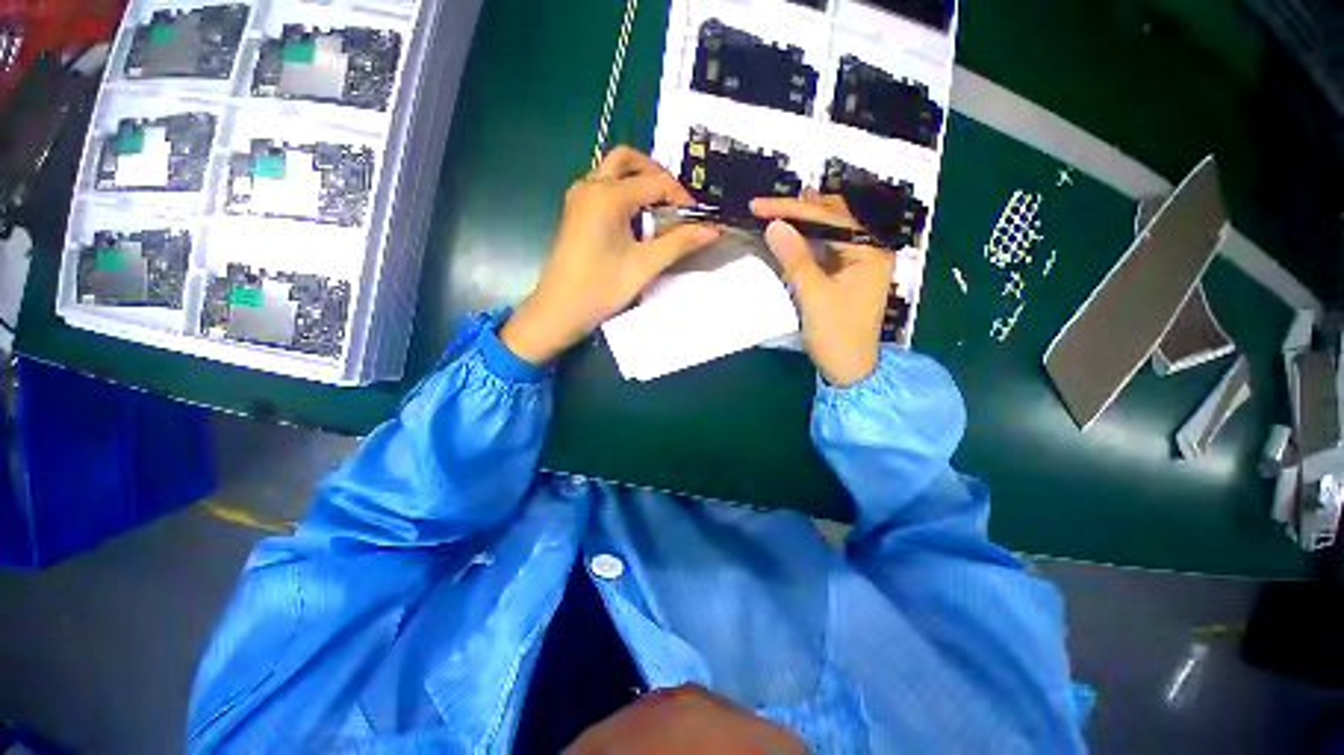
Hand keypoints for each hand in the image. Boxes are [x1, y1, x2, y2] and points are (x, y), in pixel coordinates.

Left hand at [501, 147, 719, 364]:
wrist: (559, 311)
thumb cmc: (601, 289)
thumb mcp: (644, 266)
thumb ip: (679, 243)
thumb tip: (712, 230)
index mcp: (607, 195)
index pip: (654, 182)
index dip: (680, 197)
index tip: (696, 218)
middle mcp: (590, 186)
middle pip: (627, 160)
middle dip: (656, 175)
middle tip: (675, 203)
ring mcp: (578, 197)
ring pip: (613, 170)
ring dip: (639, 182)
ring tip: (660, 212)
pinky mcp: (575, 211)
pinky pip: (602, 186)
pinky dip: (624, 192)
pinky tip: (636, 220)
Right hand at [751, 191, 893, 386]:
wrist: (849, 369)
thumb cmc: (837, 335)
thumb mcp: (814, 297)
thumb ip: (796, 259)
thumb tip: (774, 225)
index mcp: (870, 251)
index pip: (829, 218)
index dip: (792, 210)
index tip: (758, 207)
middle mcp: (868, 249)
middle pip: (832, 217)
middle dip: (798, 211)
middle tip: (763, 209)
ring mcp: (857, 261)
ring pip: (827, 231)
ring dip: (800, 224)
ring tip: (770, 217)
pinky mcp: (845, 274)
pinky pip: (824, 248)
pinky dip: (803, 242)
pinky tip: (786, 240)